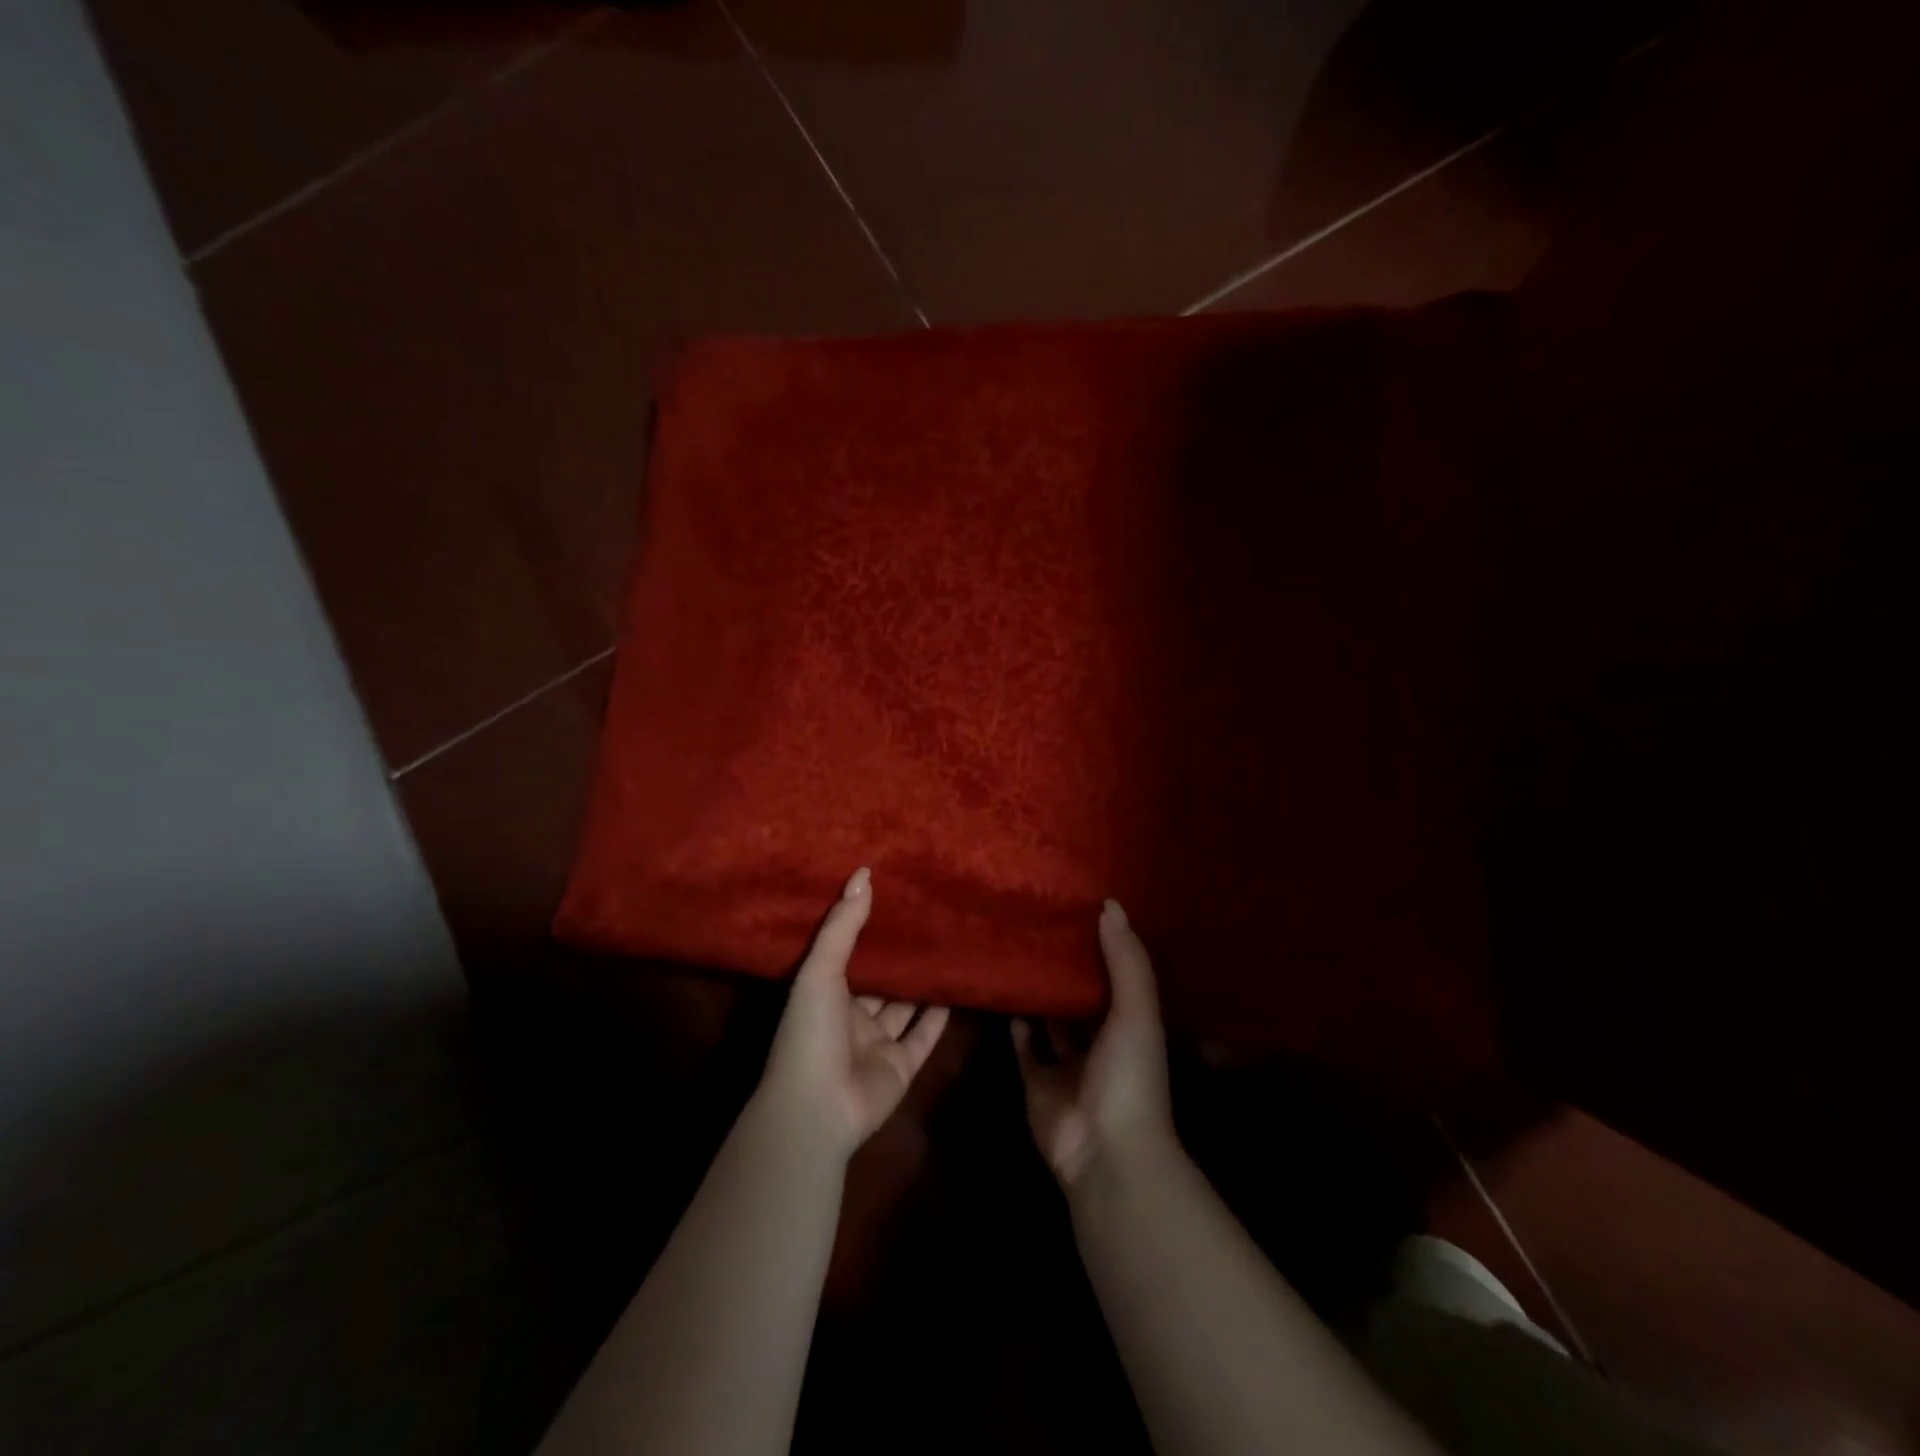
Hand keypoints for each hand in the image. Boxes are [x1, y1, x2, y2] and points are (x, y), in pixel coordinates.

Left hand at [759, 868, 950, 1158]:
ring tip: (945, 948)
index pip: (847, 956)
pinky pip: (923, 1037)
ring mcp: (876, 1045)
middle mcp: (850, 1018)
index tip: (890, 899)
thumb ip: (844, 924)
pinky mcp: (901, 1067)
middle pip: (878, 982)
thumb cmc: (811, 1031)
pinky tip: (955, 989)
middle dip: (897, 957)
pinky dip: (938, 1017)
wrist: (818, 1107)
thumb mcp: (821, 970)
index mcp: (825, 995)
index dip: (865, 931)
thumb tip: (864, 874)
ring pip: (903, 1007)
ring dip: (919, 984)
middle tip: (926, 919)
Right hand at [1012, 899, 1176, 1187]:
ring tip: (1017, 950)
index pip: (1117, 977)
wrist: (1104, 1151)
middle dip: (1066, 969)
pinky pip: (1024, 1047)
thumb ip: (1126, 960)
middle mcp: (1101, 1042)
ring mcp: (1068, 1064)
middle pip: (1082, 998)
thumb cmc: (1129, 1075)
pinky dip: (1016, 1025)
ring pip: (1051, 1021)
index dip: (1102, 947)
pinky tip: (1004, 991)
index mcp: (1131, 1025)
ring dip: (1040, 994)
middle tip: (1040, 925)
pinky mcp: (1037, 1081)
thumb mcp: (1136, 1011)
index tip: (1080, 910)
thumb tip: (1110, 905)